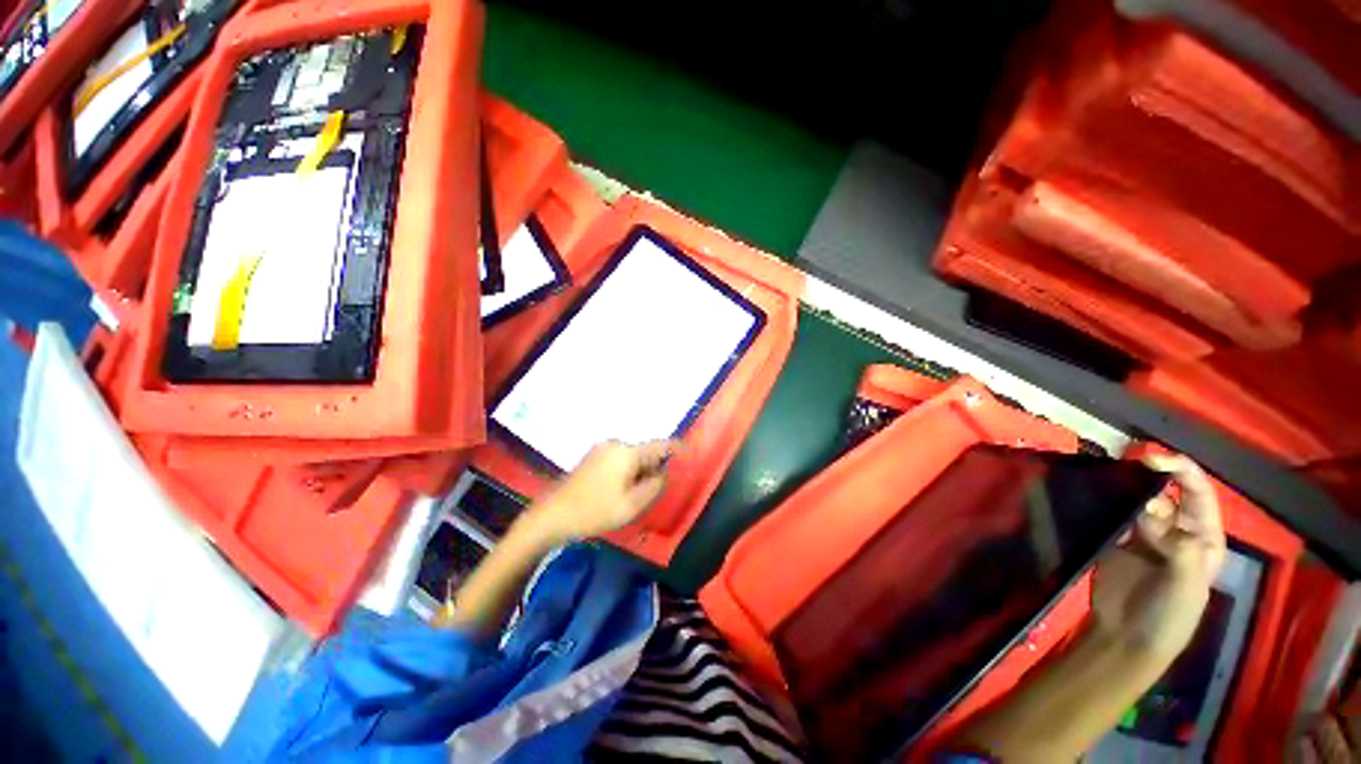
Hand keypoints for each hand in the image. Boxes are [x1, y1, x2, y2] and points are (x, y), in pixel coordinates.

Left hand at [529, 440, 675, 544]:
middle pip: (645, 451)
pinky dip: (627, 471)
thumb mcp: (632, 504)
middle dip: (654, 467)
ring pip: (632, 456)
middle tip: (654, 491)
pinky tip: (620, 490)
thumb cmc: (595, 511)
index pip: (660, 445)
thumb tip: (665, 472)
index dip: (676, 448)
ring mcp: (602, 448)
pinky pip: (619, 459)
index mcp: (627, 452)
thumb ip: (655, 485)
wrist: (552, 515)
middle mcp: (616, 443)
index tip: (688, 453)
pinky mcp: (593, 456)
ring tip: (635, 495)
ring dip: (640, 471)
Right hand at [1091, 454, 1226, 659]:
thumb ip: (1179, 548)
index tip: (1152, 459)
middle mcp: (1176, 530)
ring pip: (1135, 500)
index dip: (1181, 471)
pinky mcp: (1114, 538)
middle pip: (1164, 493)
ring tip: (1104, 483)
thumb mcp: (1186, 587)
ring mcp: (1143, 534)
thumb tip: (1151, 506)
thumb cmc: (1169, 616)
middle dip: (1147, 479)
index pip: (1198, 494)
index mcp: (1202, 538)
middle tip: (1123, 476)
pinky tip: (1093, 497)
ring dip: (1123, 489)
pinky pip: (1111, 513)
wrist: (1127, 638)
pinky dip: (1103, 502)